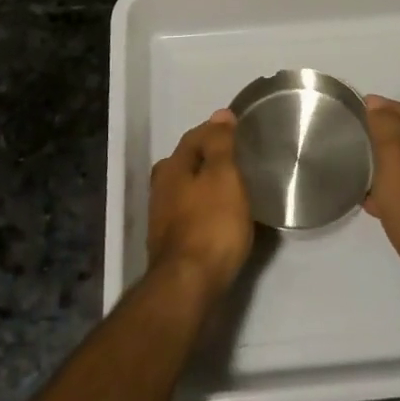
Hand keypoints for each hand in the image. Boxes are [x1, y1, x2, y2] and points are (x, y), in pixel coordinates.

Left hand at [148, 110, 252, 303]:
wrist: (188, 286)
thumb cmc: (211, 224)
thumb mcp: (224, 176)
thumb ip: (221, 144)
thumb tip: (219, 114)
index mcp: (172, 166)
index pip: (194, 136)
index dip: (216, 131)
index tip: (239, 132)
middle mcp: (161, 188)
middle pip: (186, 162)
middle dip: (208, 158)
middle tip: (237, 160)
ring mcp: (161, 218)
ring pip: (186, 189)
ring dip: (205, 185)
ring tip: (232, 188)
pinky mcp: (170, 244)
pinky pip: (190, 214)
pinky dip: (204, 209)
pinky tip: (220, 217)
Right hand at [362, 95, 399, 268]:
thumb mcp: (394, 152)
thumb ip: (385, 123)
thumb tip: (376, 103)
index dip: (379, 107)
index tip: (357, 109)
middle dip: (383, 136)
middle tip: (357, 139)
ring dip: (387, 164)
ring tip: (362, 170)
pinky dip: (393, 189)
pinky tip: (375, 201)